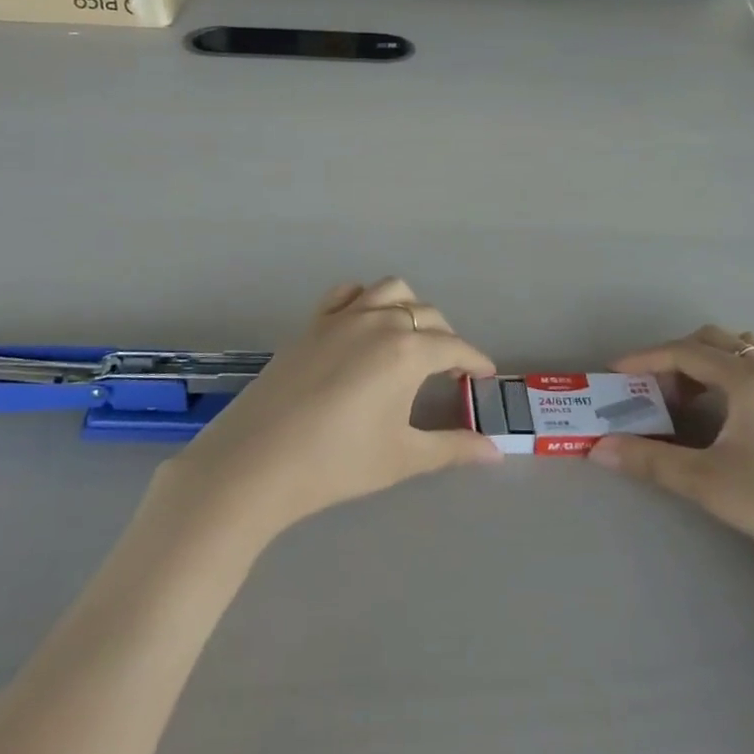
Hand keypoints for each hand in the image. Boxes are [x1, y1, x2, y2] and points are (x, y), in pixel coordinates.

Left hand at [156, 279, 499, 539]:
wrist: (257, 461)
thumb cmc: (337, 463)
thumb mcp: (403, 457)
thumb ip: (453, 448)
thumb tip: (497, 451)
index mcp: (407, 351)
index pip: (454, 346)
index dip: (474, 360)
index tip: (485, 374)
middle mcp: (379, 322)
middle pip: (427, 315)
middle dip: (446, 337)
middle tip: (450, 369)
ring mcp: (342, 318)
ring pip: (390, 291)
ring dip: (410, 308)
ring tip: (411, 338)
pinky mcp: (313, 323)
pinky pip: (347, 293)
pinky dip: (365, 298)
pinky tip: (363, 323)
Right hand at [589, 328, 753, 597]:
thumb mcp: (708, 483)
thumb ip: (651, 461)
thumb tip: (600, 449)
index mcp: (746, 378)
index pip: (684, 352)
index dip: (644, 358)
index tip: (614, 373)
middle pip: (712, 341)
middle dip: (674, 357)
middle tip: (651, 389)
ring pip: (740, 352)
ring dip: (706, 363)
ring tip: (687, 400)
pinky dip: (729, 377)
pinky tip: (725, 417)